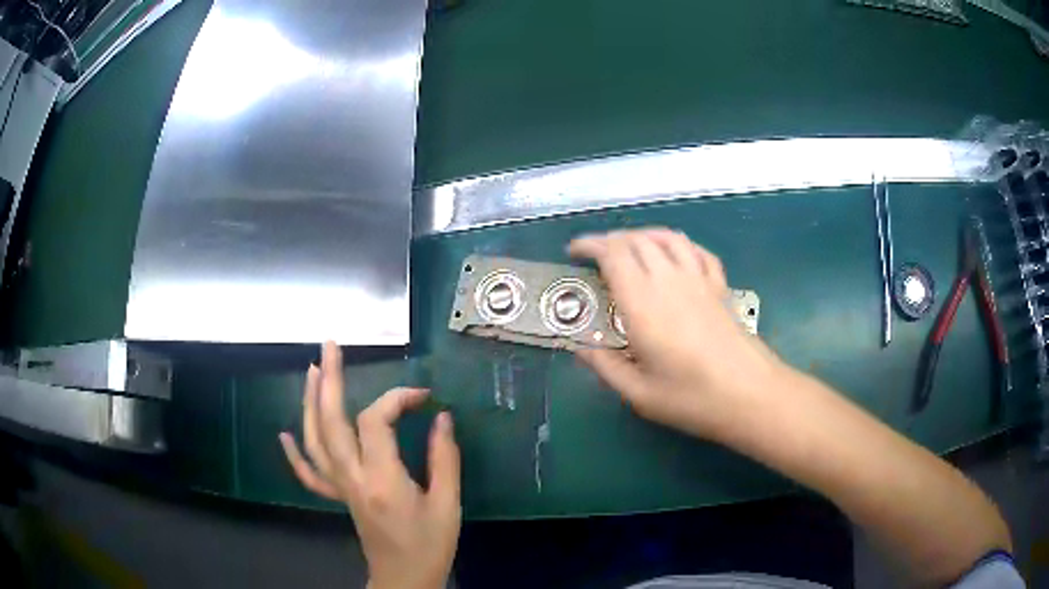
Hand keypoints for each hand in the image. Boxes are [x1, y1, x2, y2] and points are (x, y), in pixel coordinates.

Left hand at [279, 342, 460, 588]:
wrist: (405, 579)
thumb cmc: (430, 545)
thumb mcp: (448, 504)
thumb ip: (445, 458)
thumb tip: (442, 417)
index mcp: (382, 479)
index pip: (377, 421)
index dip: (398, 399)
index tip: (423, 396)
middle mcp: (352, 478)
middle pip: (331, 421)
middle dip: (328, 379)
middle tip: (331, 345)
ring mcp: (340, 488)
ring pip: (314, 440)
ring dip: (309, 403)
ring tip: (311, 371)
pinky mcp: (338, 497)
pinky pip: (309, 474)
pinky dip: (294, 452)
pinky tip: (284, 433)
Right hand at [569, 228, 783, 438]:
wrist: (750, 394)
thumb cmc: (692, 398)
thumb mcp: (639, 394)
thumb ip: (605, 366)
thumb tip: (579, 347)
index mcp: (643, 304)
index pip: (613, 254)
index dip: (590, 245)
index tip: (574, 252)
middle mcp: (670, 280)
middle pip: (636, 240)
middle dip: (611, 240)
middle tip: (596, 256)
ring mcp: (699, 279)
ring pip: (667, 237)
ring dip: (643, 235)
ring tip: (630, 248)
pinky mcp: (720, 285)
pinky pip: (696, 250)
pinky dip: (677, 243)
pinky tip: (673, 255)